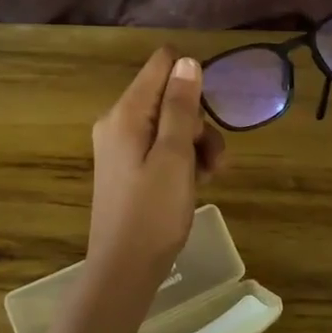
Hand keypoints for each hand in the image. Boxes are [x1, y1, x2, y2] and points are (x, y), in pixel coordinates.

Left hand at [87, 48, 226, 282]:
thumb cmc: (153, 213)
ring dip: (196, 144)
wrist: (124, 271)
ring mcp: (121, 146)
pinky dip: (183, 159)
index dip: (191, 78)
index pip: (161, 65)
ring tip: (211, 175)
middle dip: (198, 121)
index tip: (210, 109)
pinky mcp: (128, 167)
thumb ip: (181, 107)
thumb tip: (187, 61)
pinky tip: (198, 182)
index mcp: (126, 114)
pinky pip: (161, 147)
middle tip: (213, 157)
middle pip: (169, 97)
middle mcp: (118, 122)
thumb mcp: (175, 157)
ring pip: (170, 125)